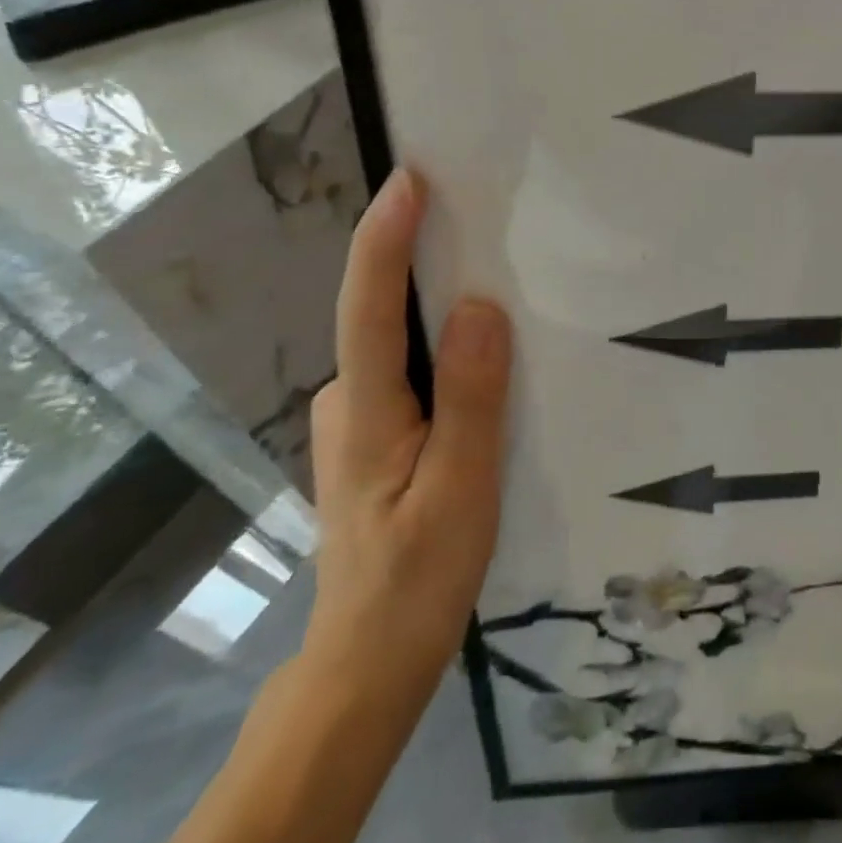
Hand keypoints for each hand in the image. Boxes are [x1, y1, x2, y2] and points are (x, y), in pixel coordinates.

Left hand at [302, 169, 511, 708]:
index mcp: (365, 411)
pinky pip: (410, 368)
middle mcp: (346, 400)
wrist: (368, 663)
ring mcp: (356, 418)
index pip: (367, 307)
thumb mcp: (461, 492)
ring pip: (399, 342)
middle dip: (421, 256)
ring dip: (436, 302)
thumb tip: (481, 307)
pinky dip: (441, 344)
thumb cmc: (417, 582)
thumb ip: (471, 399)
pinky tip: (481, 350)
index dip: (386, 238)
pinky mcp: (374, 434)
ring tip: (495, 272)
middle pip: (381, 312)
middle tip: (479, 212)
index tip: (411, 179)